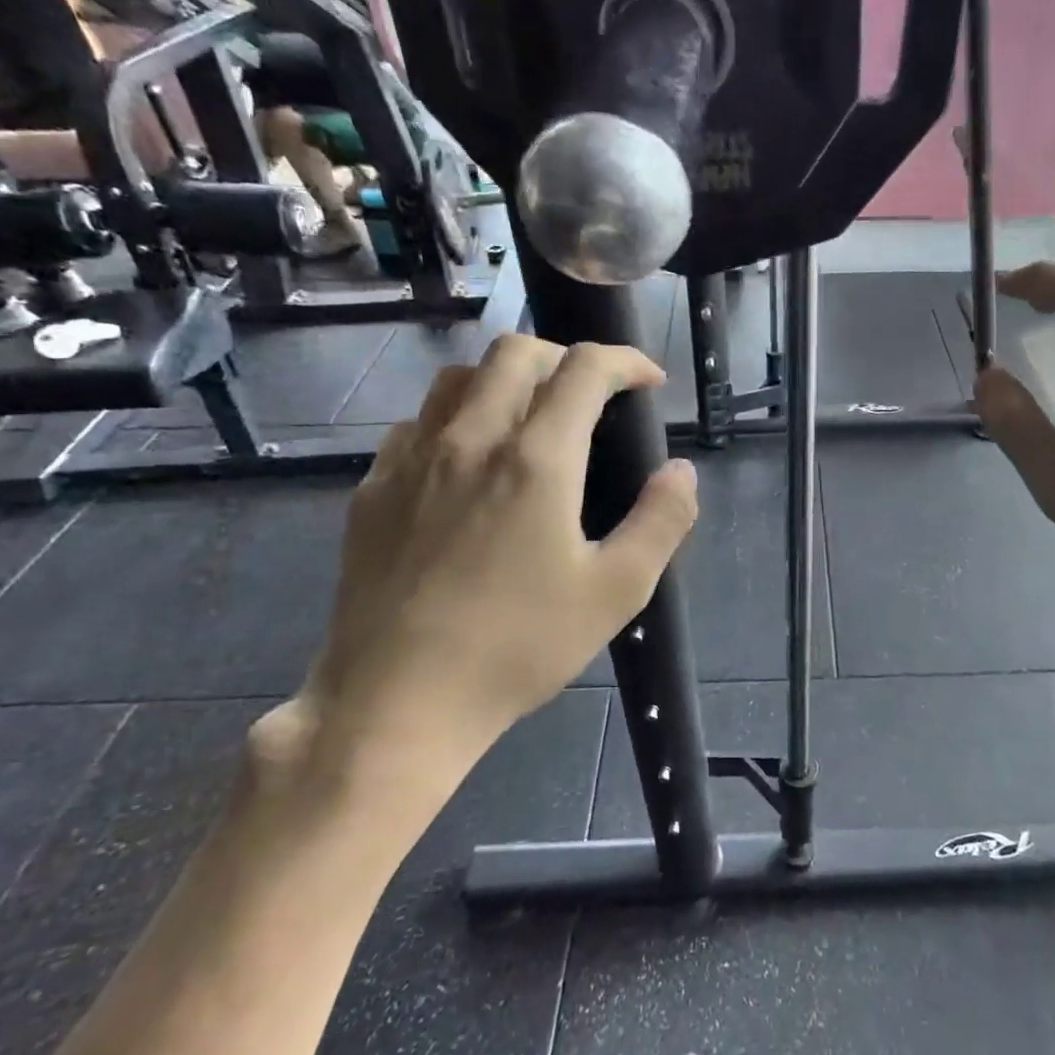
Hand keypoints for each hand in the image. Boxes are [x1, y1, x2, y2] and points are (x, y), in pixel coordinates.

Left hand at [281, 336, 698, 810]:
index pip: (584, 369)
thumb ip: (661, 521)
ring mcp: (412, 460)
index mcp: (536, 459)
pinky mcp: (373, 488)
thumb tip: (681, 471)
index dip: (625, 361)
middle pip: (516, 352)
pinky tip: (470, 459)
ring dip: (508, 379)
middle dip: (566, 358)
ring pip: (459, 377)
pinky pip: (418, 421)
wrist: (398, 701)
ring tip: (533, 418)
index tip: (649, 383)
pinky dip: (457, 415)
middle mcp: (470, 439)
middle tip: (593, 397)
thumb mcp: (617, 592)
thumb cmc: (519, 647)